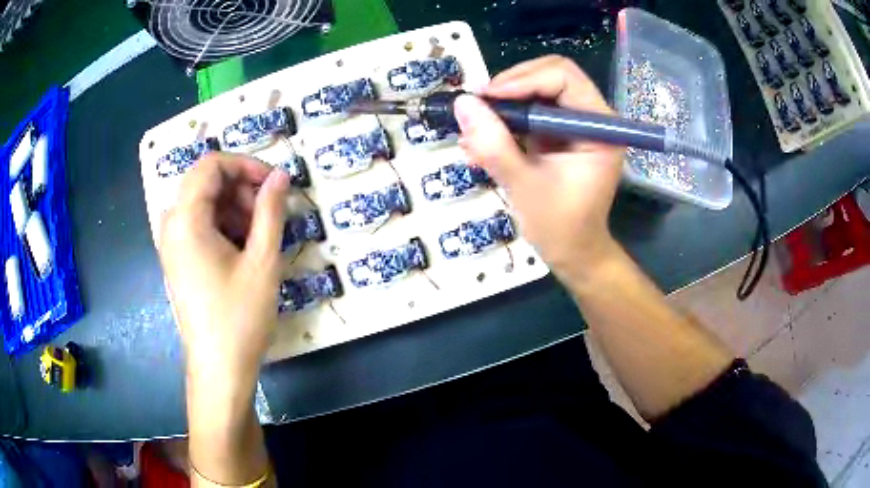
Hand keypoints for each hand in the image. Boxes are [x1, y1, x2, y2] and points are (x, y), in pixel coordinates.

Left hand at [158, 153, 289, 391]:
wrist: (219, 367)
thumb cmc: (239, 316)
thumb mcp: (262, 261)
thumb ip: (271, 210)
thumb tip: (281, 175)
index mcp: (186, 220)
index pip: (211, 165)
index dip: (245, 164)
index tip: (274, 182)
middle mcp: (171, 224)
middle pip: (205, 182)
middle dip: (241, 188)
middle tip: (269, 212)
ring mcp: (171, 243)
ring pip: (203, 203)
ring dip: (234, 207)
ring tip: (260, 234)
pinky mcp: (177, 259)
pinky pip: (198, 224)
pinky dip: (223, 224)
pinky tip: (243, 248)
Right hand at [454, 55, 624, 283]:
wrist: (573, 252)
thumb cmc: (559, 228)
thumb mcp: (524, 186)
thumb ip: (495, 145)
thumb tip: (463, 104)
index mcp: (601, 128)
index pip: (564, 78)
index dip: (523, 80)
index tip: (485, 99)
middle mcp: (593, 118)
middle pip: (550, 75)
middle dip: (510, 86)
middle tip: (477, 108)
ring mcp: (576, 123)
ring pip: (536, 89)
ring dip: (504, 103)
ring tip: (475, 127)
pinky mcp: (560, 132)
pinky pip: (530, 109)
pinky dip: (506, 118)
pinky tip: (483, 139)